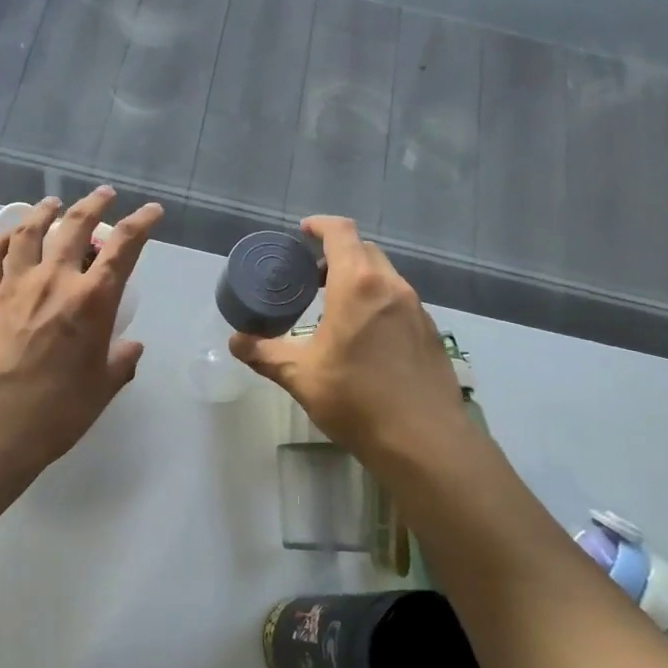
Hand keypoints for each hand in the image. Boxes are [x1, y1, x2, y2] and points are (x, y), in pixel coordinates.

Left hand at [0, 188, 162, 471]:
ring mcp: (14, 284)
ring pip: (29, 231)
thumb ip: (121, 361)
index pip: (123, 247)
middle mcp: (54, 280)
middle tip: (104, 195)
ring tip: (52, 204)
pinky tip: (8, 235)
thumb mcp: (103, 386)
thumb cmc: (59, 410)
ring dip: (44, 212)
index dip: (141, 223)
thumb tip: (132, 346)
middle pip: (75, 226)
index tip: (151, 211)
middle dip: (94, 204)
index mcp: (92, 300)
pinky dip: (0, 238)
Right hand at [229, 217, 466, 464]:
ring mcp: (417, 309)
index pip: (341, 233)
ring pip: (386, 277)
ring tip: (336, 307)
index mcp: (359, 285)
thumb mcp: (300, 376)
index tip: (303, 231)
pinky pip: (400, 302)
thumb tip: (236, 342)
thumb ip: (265, 354)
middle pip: (365, 251)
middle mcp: (392, 287)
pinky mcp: (431, 332)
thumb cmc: (356, 400)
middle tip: (313, 276)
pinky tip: (366, 337)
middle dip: (338, 254)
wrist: (424, 442)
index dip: (320, 225)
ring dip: (360, 279)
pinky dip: (379, 303)